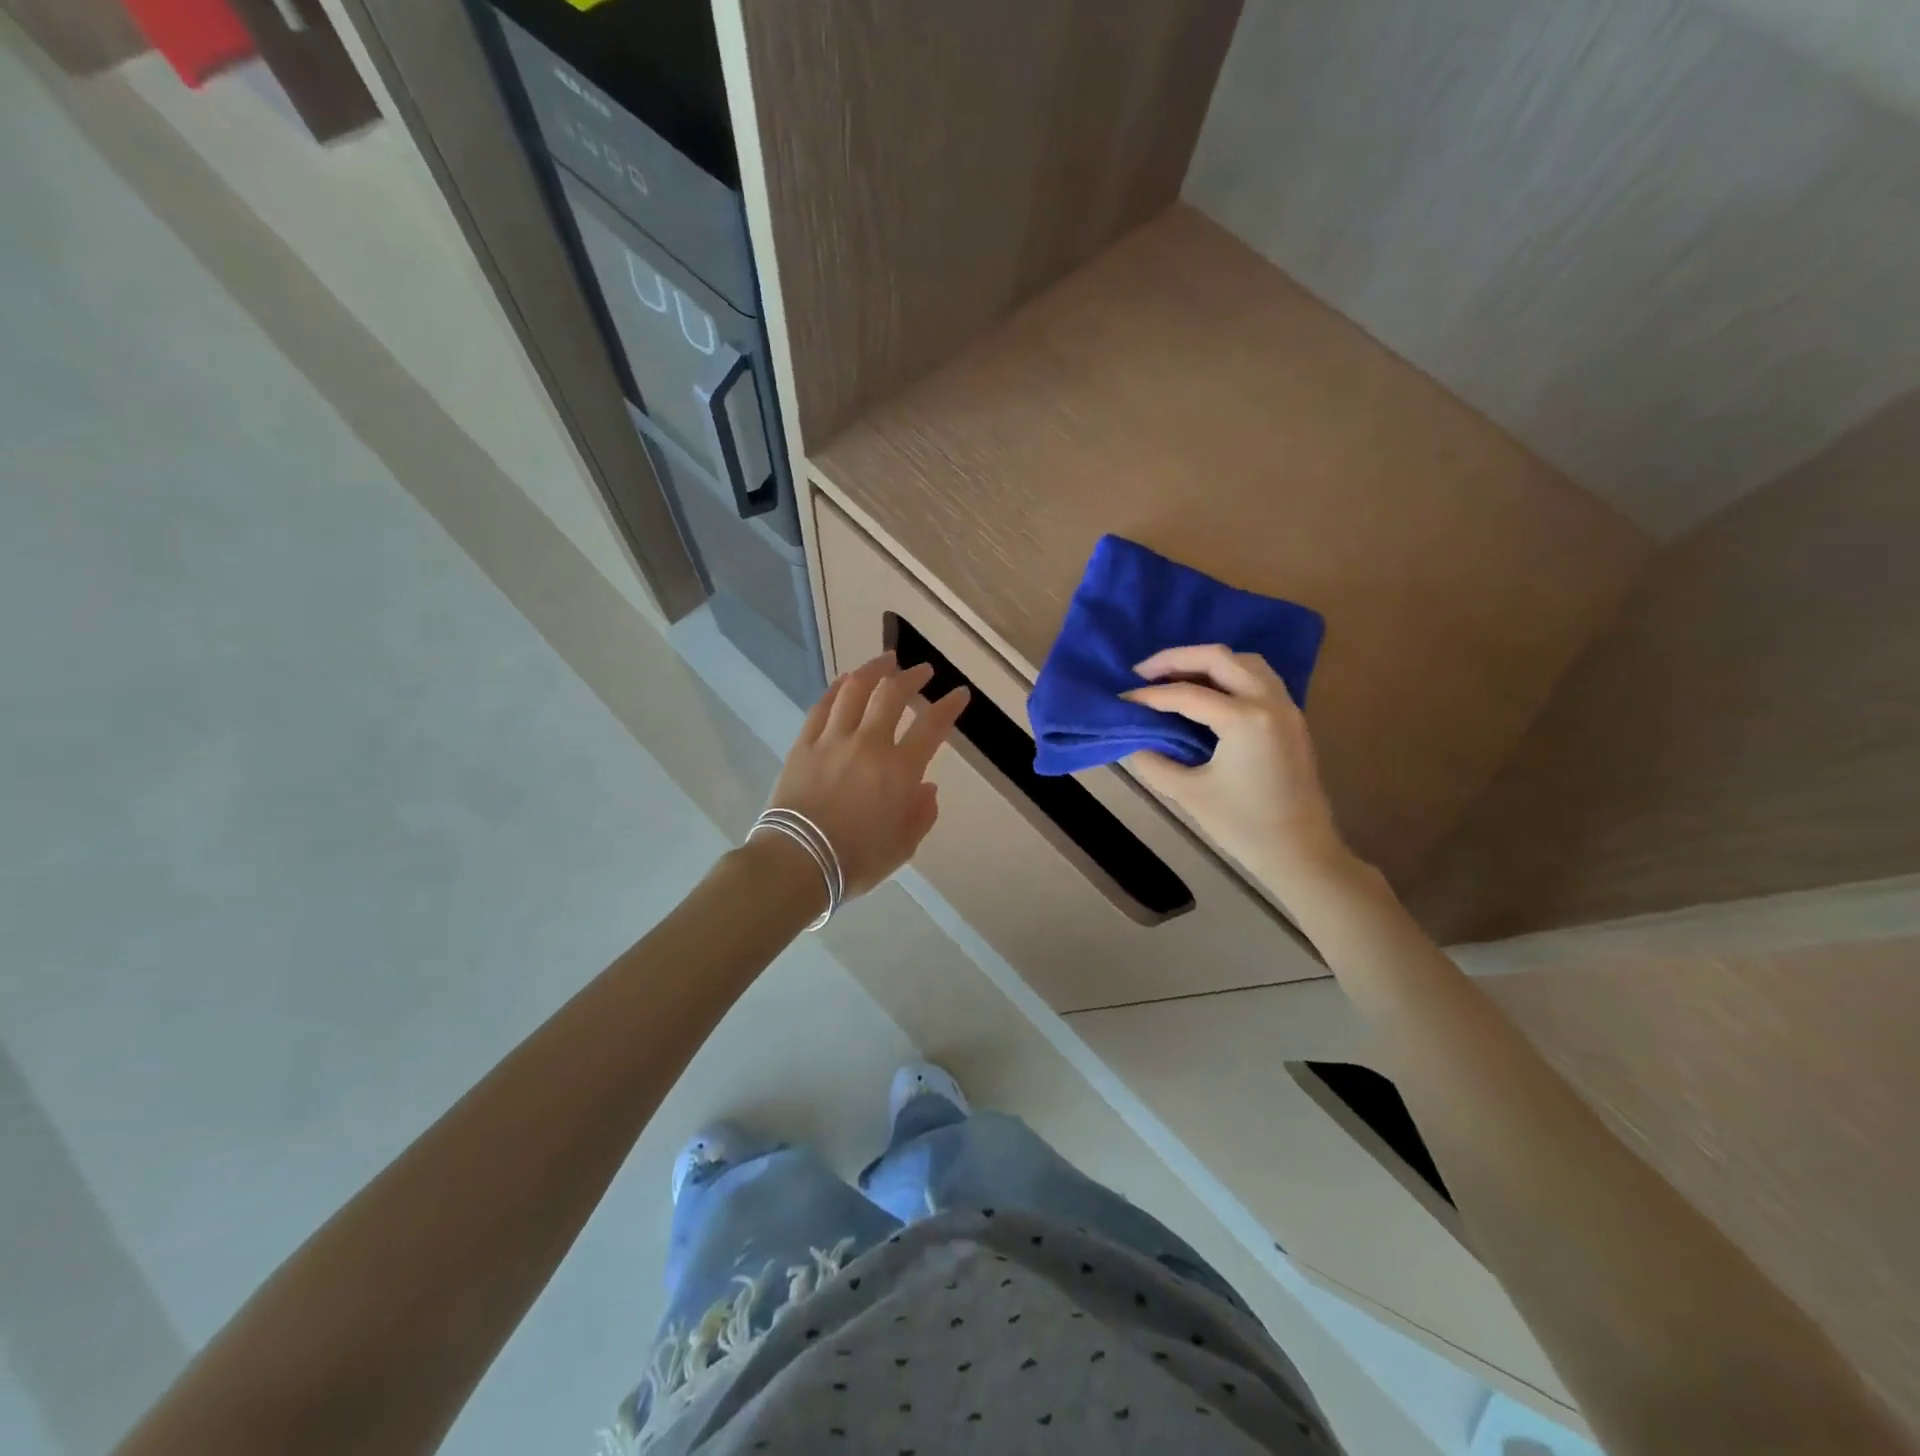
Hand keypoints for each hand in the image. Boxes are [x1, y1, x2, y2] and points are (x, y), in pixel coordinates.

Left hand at [767, 653, 969, 897]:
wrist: (797, 862)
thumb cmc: (856, 861)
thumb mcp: (903, 847)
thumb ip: (921, 814)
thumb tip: (927, 787)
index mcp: (899, 771)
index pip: (932, 726)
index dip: (949, 706)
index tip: (959, 693)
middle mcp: (869, 744)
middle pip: (892, 695)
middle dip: (912, 677)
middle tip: (922, 671)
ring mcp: (832, 740)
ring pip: (855, 690)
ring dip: (874, 670)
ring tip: (886, 660)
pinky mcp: (804, 744)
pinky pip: (822, 706)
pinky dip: (837, 688)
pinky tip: (845, 680)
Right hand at [1123, 644, 1352, 887]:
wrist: (1301, 854)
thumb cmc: (1244, 827)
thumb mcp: (1188, 794)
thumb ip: (1154, 761)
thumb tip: (1133, 740)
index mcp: (1245, 720)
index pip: (1187, 694)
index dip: (1149, 695)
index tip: (1121, 698)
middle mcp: (1269, 702)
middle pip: (1219, 658)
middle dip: (1176, 659)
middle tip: (1142, 671)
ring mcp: (1286, 708)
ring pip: (1244, 661)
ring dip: (1206, 662)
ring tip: (1174, 677)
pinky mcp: (1292, 720)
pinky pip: (1259, 678)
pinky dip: (1229, 674)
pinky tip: (1207, 692)